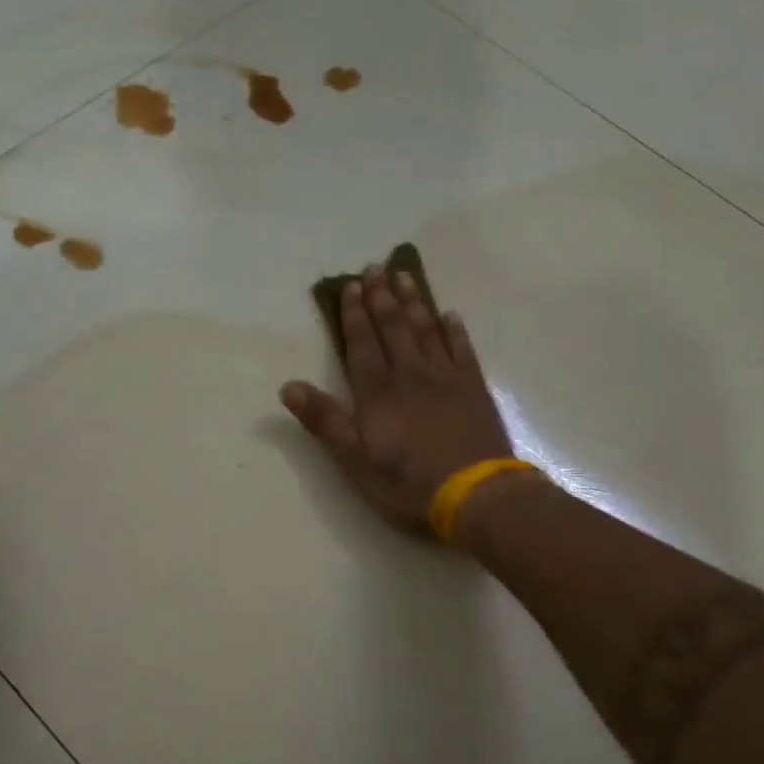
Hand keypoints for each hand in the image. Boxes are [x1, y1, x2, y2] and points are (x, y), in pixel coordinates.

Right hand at [281, 265, 513, 533]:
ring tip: (404, 276)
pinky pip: (462, 350)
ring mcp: (446, 379)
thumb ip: (325, 421)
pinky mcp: (474, 389)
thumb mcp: (354, 460)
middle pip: (393, 328)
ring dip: (414, 302)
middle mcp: (410, 375)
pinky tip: (449, 315)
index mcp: (377, 392)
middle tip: (375, 268)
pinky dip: (454, 330)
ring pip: (426, 331)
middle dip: (381, 297)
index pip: (362, 344)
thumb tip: (289, 386)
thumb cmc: (407, 484)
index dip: (354, 315)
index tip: (351, 286)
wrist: (475, 496)